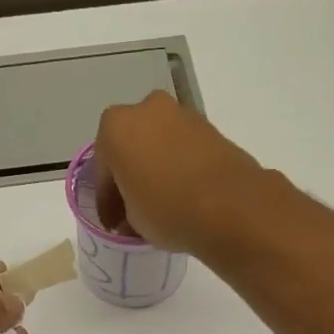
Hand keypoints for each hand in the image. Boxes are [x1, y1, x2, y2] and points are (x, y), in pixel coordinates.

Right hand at [93, 91, 263, 252]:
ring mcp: (181, 114)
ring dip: (155, 169)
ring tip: (160, 203)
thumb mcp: (132, 220)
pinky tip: (183, 193)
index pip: (102, 169)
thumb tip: (130, 216)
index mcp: (115, 127)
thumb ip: (125, 211)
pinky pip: (183, 148)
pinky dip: (178, 166)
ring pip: (157, 144)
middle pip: (130, 147)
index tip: (112, 223)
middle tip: (133, 210)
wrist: (231, 205)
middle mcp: (146, 109)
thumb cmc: (167, 209)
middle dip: (130, 176)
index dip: (106, 201)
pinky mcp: (210, 127)